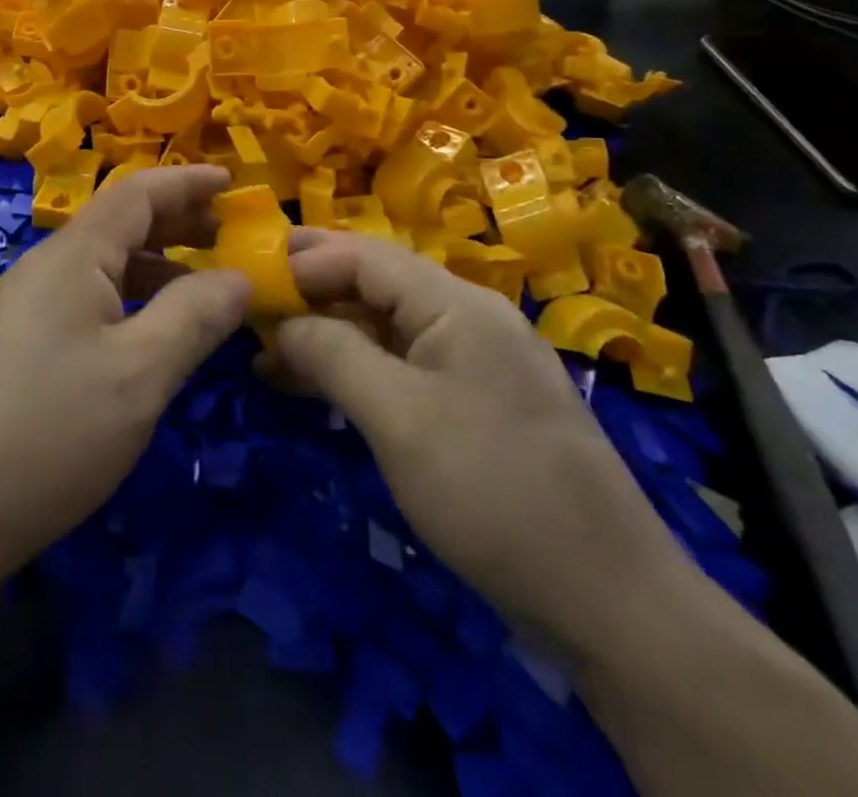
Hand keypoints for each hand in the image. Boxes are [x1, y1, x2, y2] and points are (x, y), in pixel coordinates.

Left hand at [0, 166, 249, 584]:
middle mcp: (44, 268)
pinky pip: (84, 300)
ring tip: (202, 289)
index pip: (137, 193)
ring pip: (101, 266)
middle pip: (118, 224)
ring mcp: (25, 306)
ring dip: (154, 267)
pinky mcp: (17, 343)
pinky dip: (128, 301)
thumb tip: (239, 276)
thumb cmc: (51, 433)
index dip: (187, 181)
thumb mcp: (140, 373)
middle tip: (229, 240)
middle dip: (177, 224)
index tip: (234, 182)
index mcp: (72, 257)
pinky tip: (150, 335)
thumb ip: (195, 315)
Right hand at [273, 231, 700, 657]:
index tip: (247, 276)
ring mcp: (475, 361)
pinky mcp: (475, 403)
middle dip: (311, 291)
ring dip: (328, 334)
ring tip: (266, 350)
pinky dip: (357, 369)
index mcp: (456, 304)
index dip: (304, 260)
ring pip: (386, 327)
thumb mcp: (399, 418)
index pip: (365, 255)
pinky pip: (403, 366)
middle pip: (376, 284)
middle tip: (249, 303)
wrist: (610, 601)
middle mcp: (468, 317)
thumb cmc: (493, 491)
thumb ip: (333, 355)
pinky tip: (315, 386)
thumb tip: (282, 322)